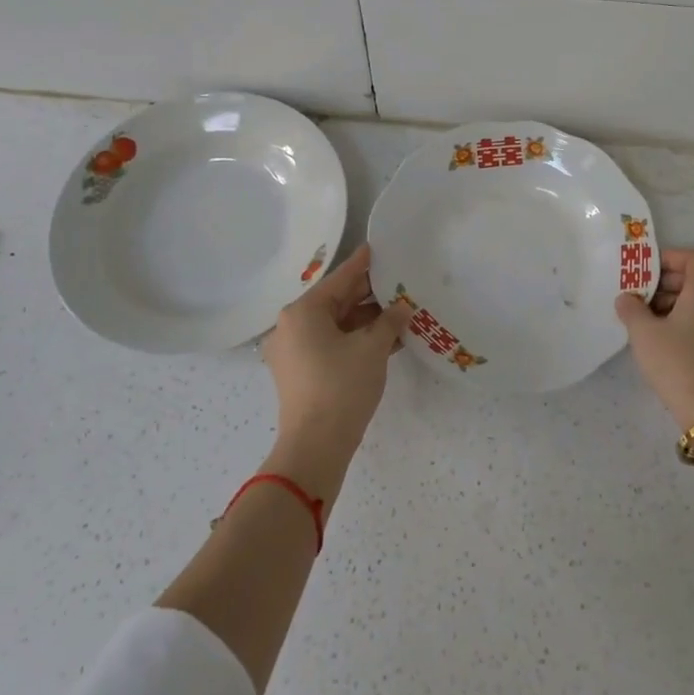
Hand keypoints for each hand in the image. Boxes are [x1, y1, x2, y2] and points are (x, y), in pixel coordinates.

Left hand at [262, 244, 411, 493]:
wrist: (316, 446)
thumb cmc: (342, 387)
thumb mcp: (373, 348)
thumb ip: (389, 321)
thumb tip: (402, 307)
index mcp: (302, 312)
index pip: (339, 280)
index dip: (362, 265)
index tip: (376, 248)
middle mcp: (291, 326)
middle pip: (335, 301)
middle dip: (368, 295)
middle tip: (397, 282)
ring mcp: (292, 351)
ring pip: (334, 325)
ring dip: (365, 320)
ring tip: (399, 312)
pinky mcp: (299, 372)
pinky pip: (330, 344)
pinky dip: (354, 339)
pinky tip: (385, 338)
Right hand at [615, 247, 693, 431]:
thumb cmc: (676, 361)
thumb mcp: (644, 332)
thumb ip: (631, 308)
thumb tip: (626, 298)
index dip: (669, 258)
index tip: (645, 272)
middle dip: (665, 282)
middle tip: (638, 296)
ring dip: (671, 302)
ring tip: (644, 319)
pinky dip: (681, 319)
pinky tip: (659, 338)